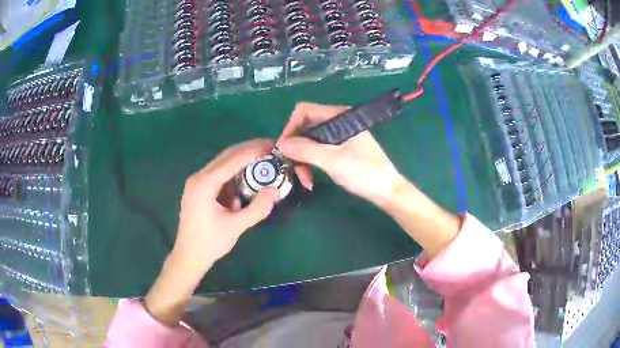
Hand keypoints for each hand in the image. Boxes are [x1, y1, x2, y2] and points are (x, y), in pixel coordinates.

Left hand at [174, 138, 279, 271]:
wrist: (188, 256)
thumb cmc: (210, 242)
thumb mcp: (236, 226)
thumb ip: (257, 208)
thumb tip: (275, 190)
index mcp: (205, 183)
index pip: (233, 160)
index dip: (254, 150)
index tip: (272, 145)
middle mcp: (198, 177)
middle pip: (226, 156)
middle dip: (248, 150)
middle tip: (269, 147)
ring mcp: (196, 182)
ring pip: (222, 164)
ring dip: (241, 162)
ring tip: (261, 162)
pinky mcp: (197, 189)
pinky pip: (218, 175)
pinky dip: (232, 175)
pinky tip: (243, 184)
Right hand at [277, 102, 460, 258]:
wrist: (387, 191)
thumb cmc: (364, 173)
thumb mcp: (332, 161)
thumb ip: (305, 150)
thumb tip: (280, 144)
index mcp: (338, 116)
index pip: (304, 111)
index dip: (290, 127)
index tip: (284, 149)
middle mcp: (337, 122)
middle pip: (305, 127)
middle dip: (296, 148)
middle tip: (292, 169)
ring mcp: (339, 136)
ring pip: (310, 142)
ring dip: (303, 160)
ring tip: (305, 180)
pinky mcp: (341, 149)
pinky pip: (319, 151)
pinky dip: (312, 163)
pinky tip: (311, 179)